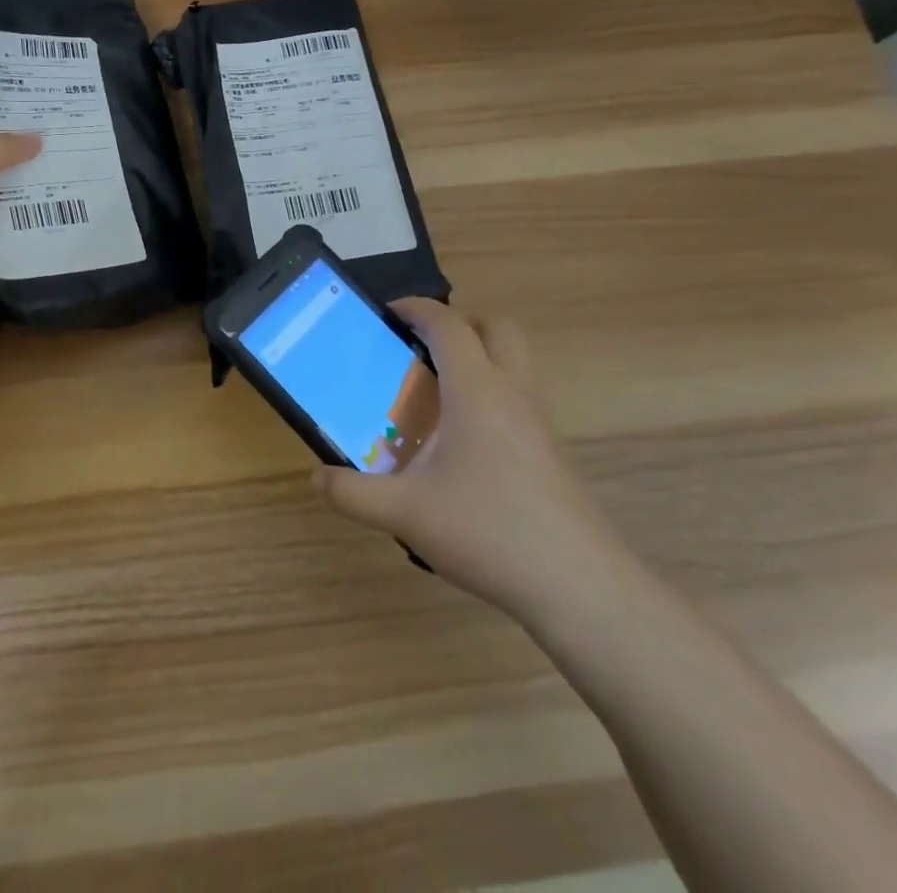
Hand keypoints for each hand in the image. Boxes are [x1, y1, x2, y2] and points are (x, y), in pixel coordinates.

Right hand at [312, 299, 630, 626]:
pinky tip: (464, 443)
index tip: (387, 313)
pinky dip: (492, 394)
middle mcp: (512, 393)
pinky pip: (520, 398)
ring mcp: (539, 423)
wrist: (581, 588)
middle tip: (420, 348)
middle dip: (458, 324)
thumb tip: (315, 477)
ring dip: (479, 357)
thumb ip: (353, 493)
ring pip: (515, 362)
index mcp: (476, 390)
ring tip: (437, 393)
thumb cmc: (490, 532)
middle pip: (496, 328)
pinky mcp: (552, 453)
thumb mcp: (406, 513)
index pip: (447, 324)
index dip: (416, 308)